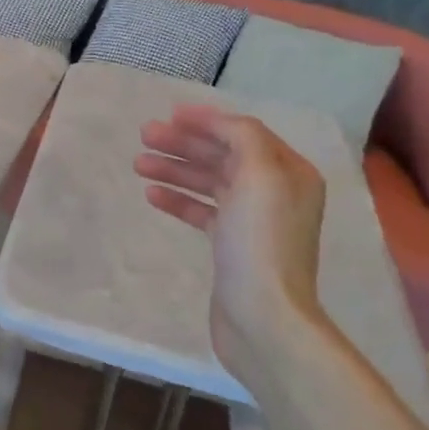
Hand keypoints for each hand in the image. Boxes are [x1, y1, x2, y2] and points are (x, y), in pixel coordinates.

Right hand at [134, 105, 328, 356]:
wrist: (262, 315)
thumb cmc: (260, 240)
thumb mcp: (259, 175)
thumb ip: (242, 136)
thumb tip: (218, 123)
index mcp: (290, 172)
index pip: (245, 133)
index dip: (208, 121)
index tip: (170, 113)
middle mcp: (275, 192)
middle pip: (224, 156)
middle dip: (185, 144)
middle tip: (145, 136)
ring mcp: (253, 221)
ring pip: (209, 183)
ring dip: (175, 169)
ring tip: (138, 164)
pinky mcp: (232, 246)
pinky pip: (202, 211)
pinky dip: (178, 199)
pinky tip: (152, 194)